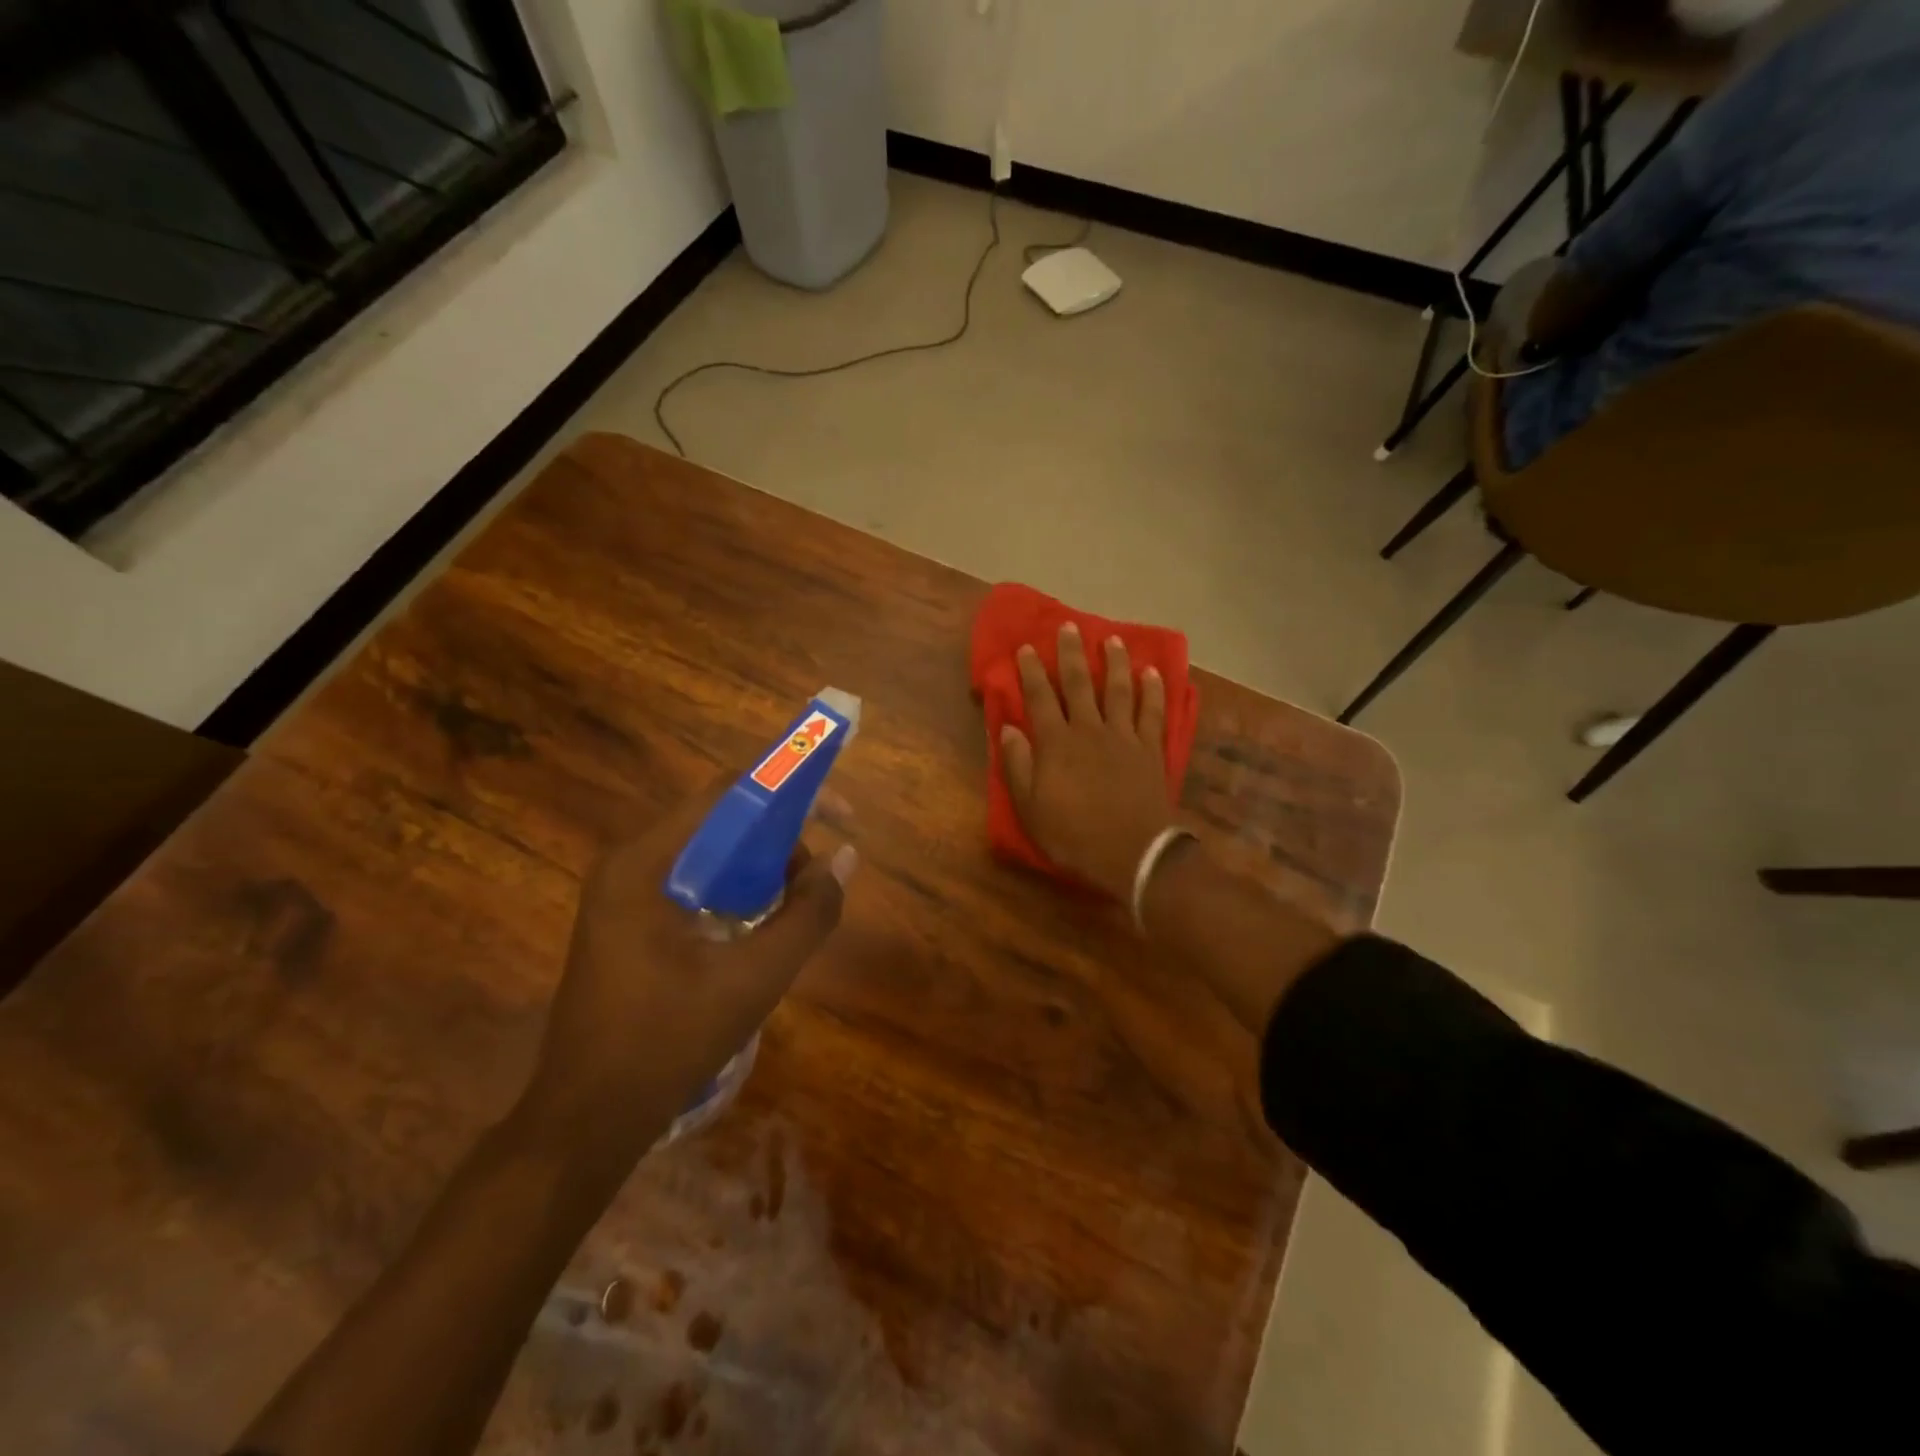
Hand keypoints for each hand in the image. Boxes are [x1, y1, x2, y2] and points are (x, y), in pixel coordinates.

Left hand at [523, 784, 855, 1157]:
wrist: (585, 1121)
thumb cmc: (667, 1043)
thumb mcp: (754, 979)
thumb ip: (808, 914)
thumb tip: (845, 856)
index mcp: (645, 863)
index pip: (726, 795)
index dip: (789, 791)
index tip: (838, 811)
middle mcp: (628, 863)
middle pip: (718, 821)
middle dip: (778, 836)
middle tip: (818, 874)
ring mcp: (622, 893)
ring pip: (707, 853)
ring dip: (758, 866)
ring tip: (794, 905)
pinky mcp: (627, 920)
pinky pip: (692, 883)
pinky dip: (733, 890)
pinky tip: (758, 926)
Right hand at [1000, 622, 1179, 900]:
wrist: (1133, 854)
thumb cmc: (1074, 835)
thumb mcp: (1030, 808)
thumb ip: (1017, 765)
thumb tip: (1007, 728)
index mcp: (1056, 743)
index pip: (1039, 698)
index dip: (1030, 672)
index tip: (1026, 647)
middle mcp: (1089, 729)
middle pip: (1078, 684)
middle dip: (1071, 653)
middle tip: (1068, 626)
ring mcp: (1124, 736)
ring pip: (1117, 690)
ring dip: (1114, 662)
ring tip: (1112, 639)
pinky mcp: (1150, 749)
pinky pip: (1152, 712)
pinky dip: (1152, 691)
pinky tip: (1152, 673)